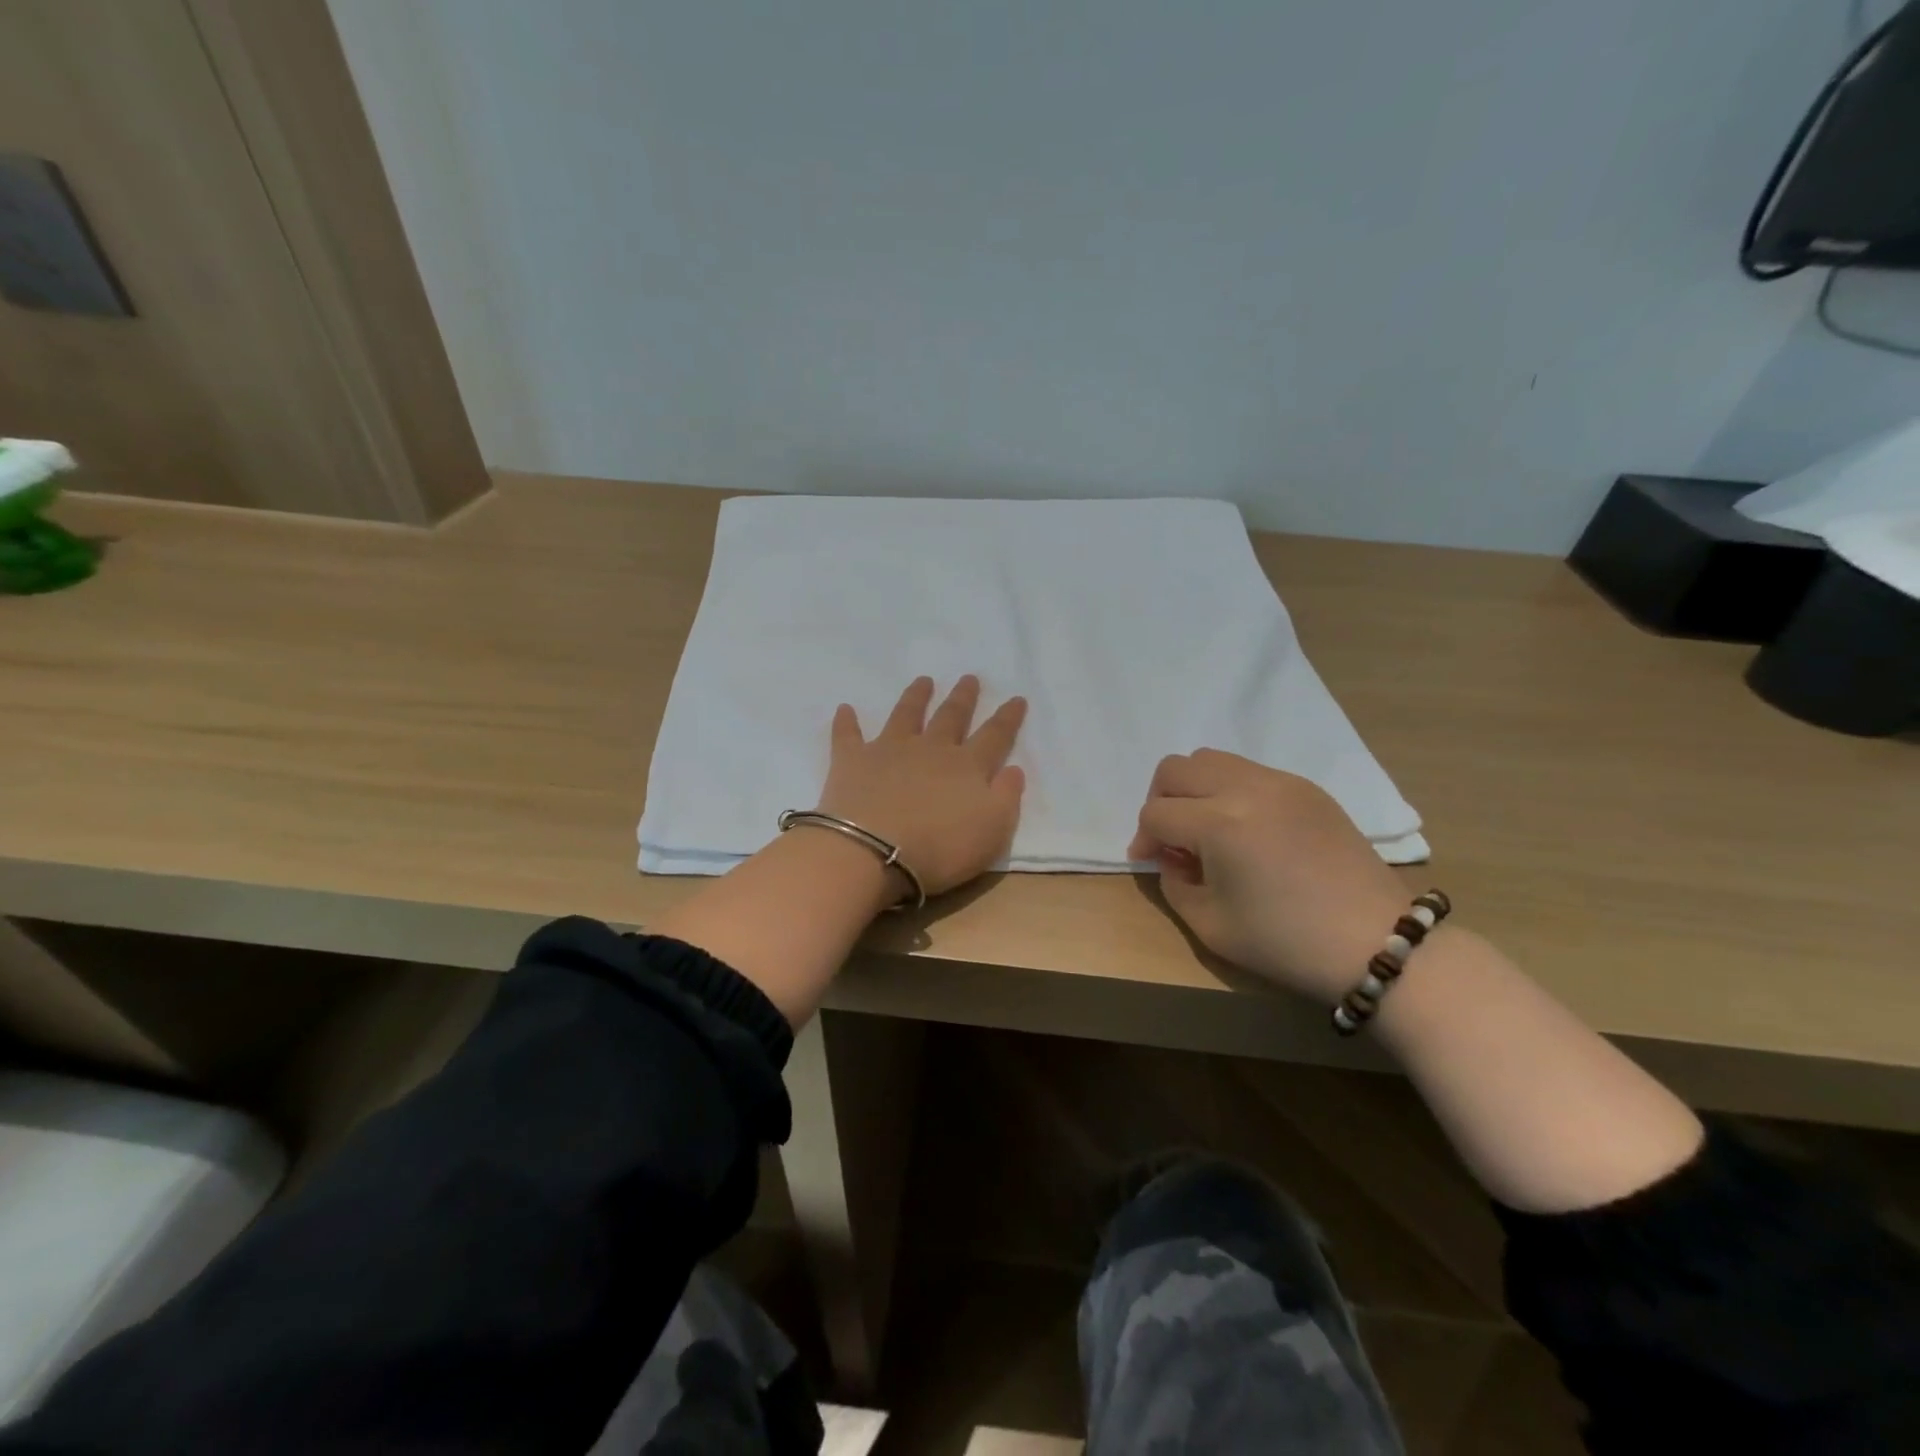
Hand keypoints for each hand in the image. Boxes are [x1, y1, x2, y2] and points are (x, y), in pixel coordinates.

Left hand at [816, 675, 1027, 897]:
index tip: (1017, 698)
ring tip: (923, 680)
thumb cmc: (940, 849)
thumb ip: (1006, 797)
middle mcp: (931, 749)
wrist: (873, 852)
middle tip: (969, 678)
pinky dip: (847, 722)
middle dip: (963, 698)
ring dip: (915, 697)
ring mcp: (890, 750)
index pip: (995, 736)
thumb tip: (1013, 769)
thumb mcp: (993, 832)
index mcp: (968, 767)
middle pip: (951, 717)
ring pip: (906, 715)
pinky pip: (848, 735)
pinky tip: (845, 708)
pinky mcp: (852, 760)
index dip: (1007, 718)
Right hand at [1128, 749, 1407, 1003]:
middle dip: (1160, 800)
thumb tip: (1171, 855)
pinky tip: (1244, 829)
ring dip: (1194, 788)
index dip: (1143, 839)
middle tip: (1170, 837)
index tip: (1148, 861)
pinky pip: (1249, 771)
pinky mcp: (1307, 788)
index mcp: (1220, 824)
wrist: (1376, 942)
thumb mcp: (1210, 925)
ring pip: (1212, 759)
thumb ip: (1174, 882)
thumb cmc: (1286, 942)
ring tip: (1204, 828)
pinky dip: (1229, 790)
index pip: (1157, 813)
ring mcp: (1281, 782)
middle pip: (1177, 769)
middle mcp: (1247, 789)